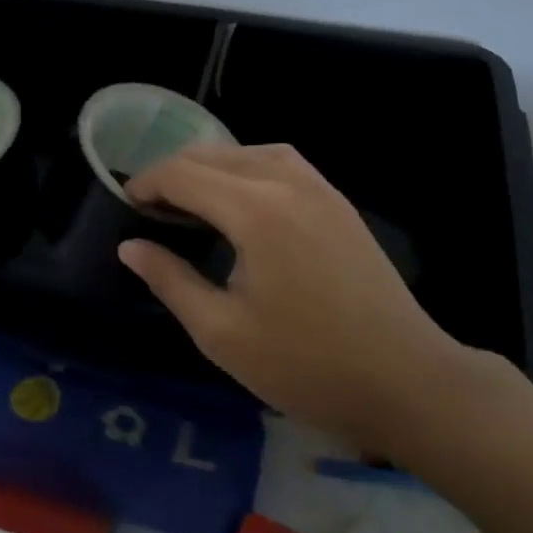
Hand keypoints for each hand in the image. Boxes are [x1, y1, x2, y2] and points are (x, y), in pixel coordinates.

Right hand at [119, 143, 473, 462]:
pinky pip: (281, 161)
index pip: (183, 174)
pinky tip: (242, 197)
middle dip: (174, 172)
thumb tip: (131, 247)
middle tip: (151, 207)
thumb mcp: (222, 333)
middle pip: (214, 155)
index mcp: (254, 211)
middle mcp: (285, 182)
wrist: (406, 381)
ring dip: (211, 165)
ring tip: (190, 197)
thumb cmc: (306, 365)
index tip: (126, 205)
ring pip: (249, 151)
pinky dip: (248, 166)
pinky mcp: (338, 202)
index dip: (147, 183)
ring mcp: (318, 188)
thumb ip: (170, 280)